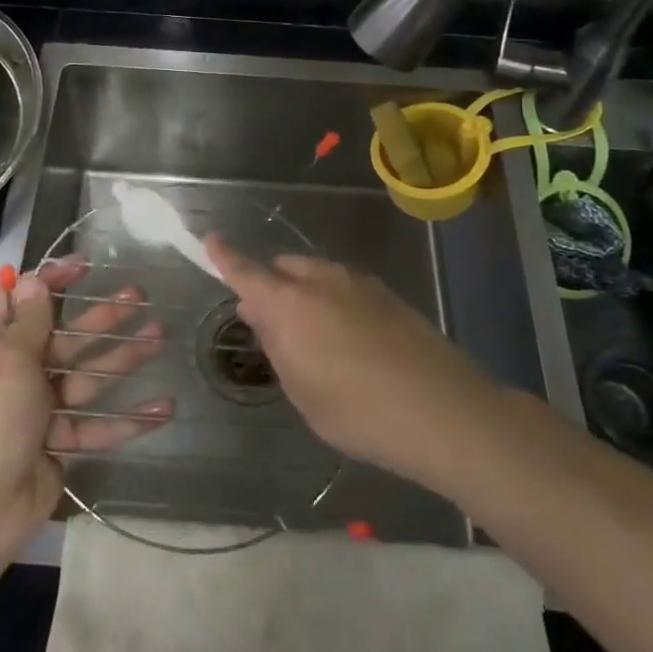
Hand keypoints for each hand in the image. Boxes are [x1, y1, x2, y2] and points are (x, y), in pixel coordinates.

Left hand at [0, 259, 171, 564]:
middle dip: (102, 316)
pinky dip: (128, 419)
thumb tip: (33, 277)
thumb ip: (31, 321)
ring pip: (88, 376)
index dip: (53, 280)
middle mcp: (15, 371)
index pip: (24, 300)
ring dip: (123, 357)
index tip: (88, 266)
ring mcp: (38, 409)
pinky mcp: (58, 444)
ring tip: (159, 336)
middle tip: (140, 295)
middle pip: (66, 335)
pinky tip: (164, 408)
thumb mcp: (9, 359)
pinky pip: (96, 425)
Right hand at [205, 237, 500, 499]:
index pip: (246, 272)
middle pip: (284, 269)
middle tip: (270, 322)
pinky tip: (349, 339)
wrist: (442, 411)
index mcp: (290, 305)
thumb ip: (276, 345)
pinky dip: (332, 301)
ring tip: (312, 336)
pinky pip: (344, 286)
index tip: (210, 239)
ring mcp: (359, 283)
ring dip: (303, 293)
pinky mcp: (388, 294)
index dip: (225, 256)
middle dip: (270, 285)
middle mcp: (321, 281)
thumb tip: (258, 311)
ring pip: (316, 275)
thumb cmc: (358, 412)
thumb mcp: (302, 391)